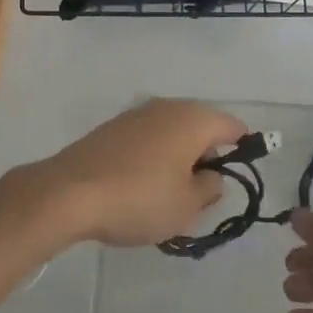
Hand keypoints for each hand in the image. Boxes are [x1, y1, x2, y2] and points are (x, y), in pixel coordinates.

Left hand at [38, 100, 238, 246]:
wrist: (69, 192)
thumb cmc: (140, 198)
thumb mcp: (187, 205)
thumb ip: (210, 188)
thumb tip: (211, 175)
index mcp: (193, 119)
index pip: (233, 126)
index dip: (242, 150)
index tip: (237, 178)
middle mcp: (168, 106)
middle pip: (202, 127)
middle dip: (207, 157)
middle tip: (201, 195)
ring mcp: (137, 113)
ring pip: (173, 133)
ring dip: (179, 158)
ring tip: (169, 196)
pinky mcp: (113, 127)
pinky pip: (148, 139)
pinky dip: (154, 157)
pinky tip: (141, 187)